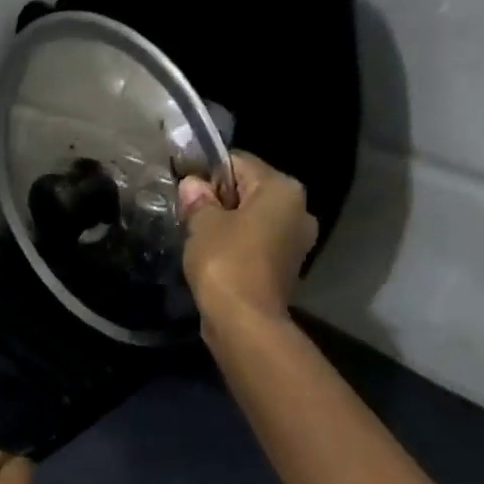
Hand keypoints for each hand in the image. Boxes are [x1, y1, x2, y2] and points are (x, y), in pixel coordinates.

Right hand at [178, 151, 318, 324]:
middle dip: (219, 199)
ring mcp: (297, 241)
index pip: (238, 162)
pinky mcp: (286, 266)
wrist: (245, 320)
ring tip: (198, 237)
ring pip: (254, 218)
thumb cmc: (226, 261)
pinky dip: (237, 245)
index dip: (207, 171)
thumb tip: (193, 185)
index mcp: (283, 189)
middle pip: (250, 191)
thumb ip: (198, 199)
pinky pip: (257, 243)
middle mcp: (299, 209)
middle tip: (188, 214)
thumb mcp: (202, 223)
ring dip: (227, 223)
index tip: (183, 187)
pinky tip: (214, 256)